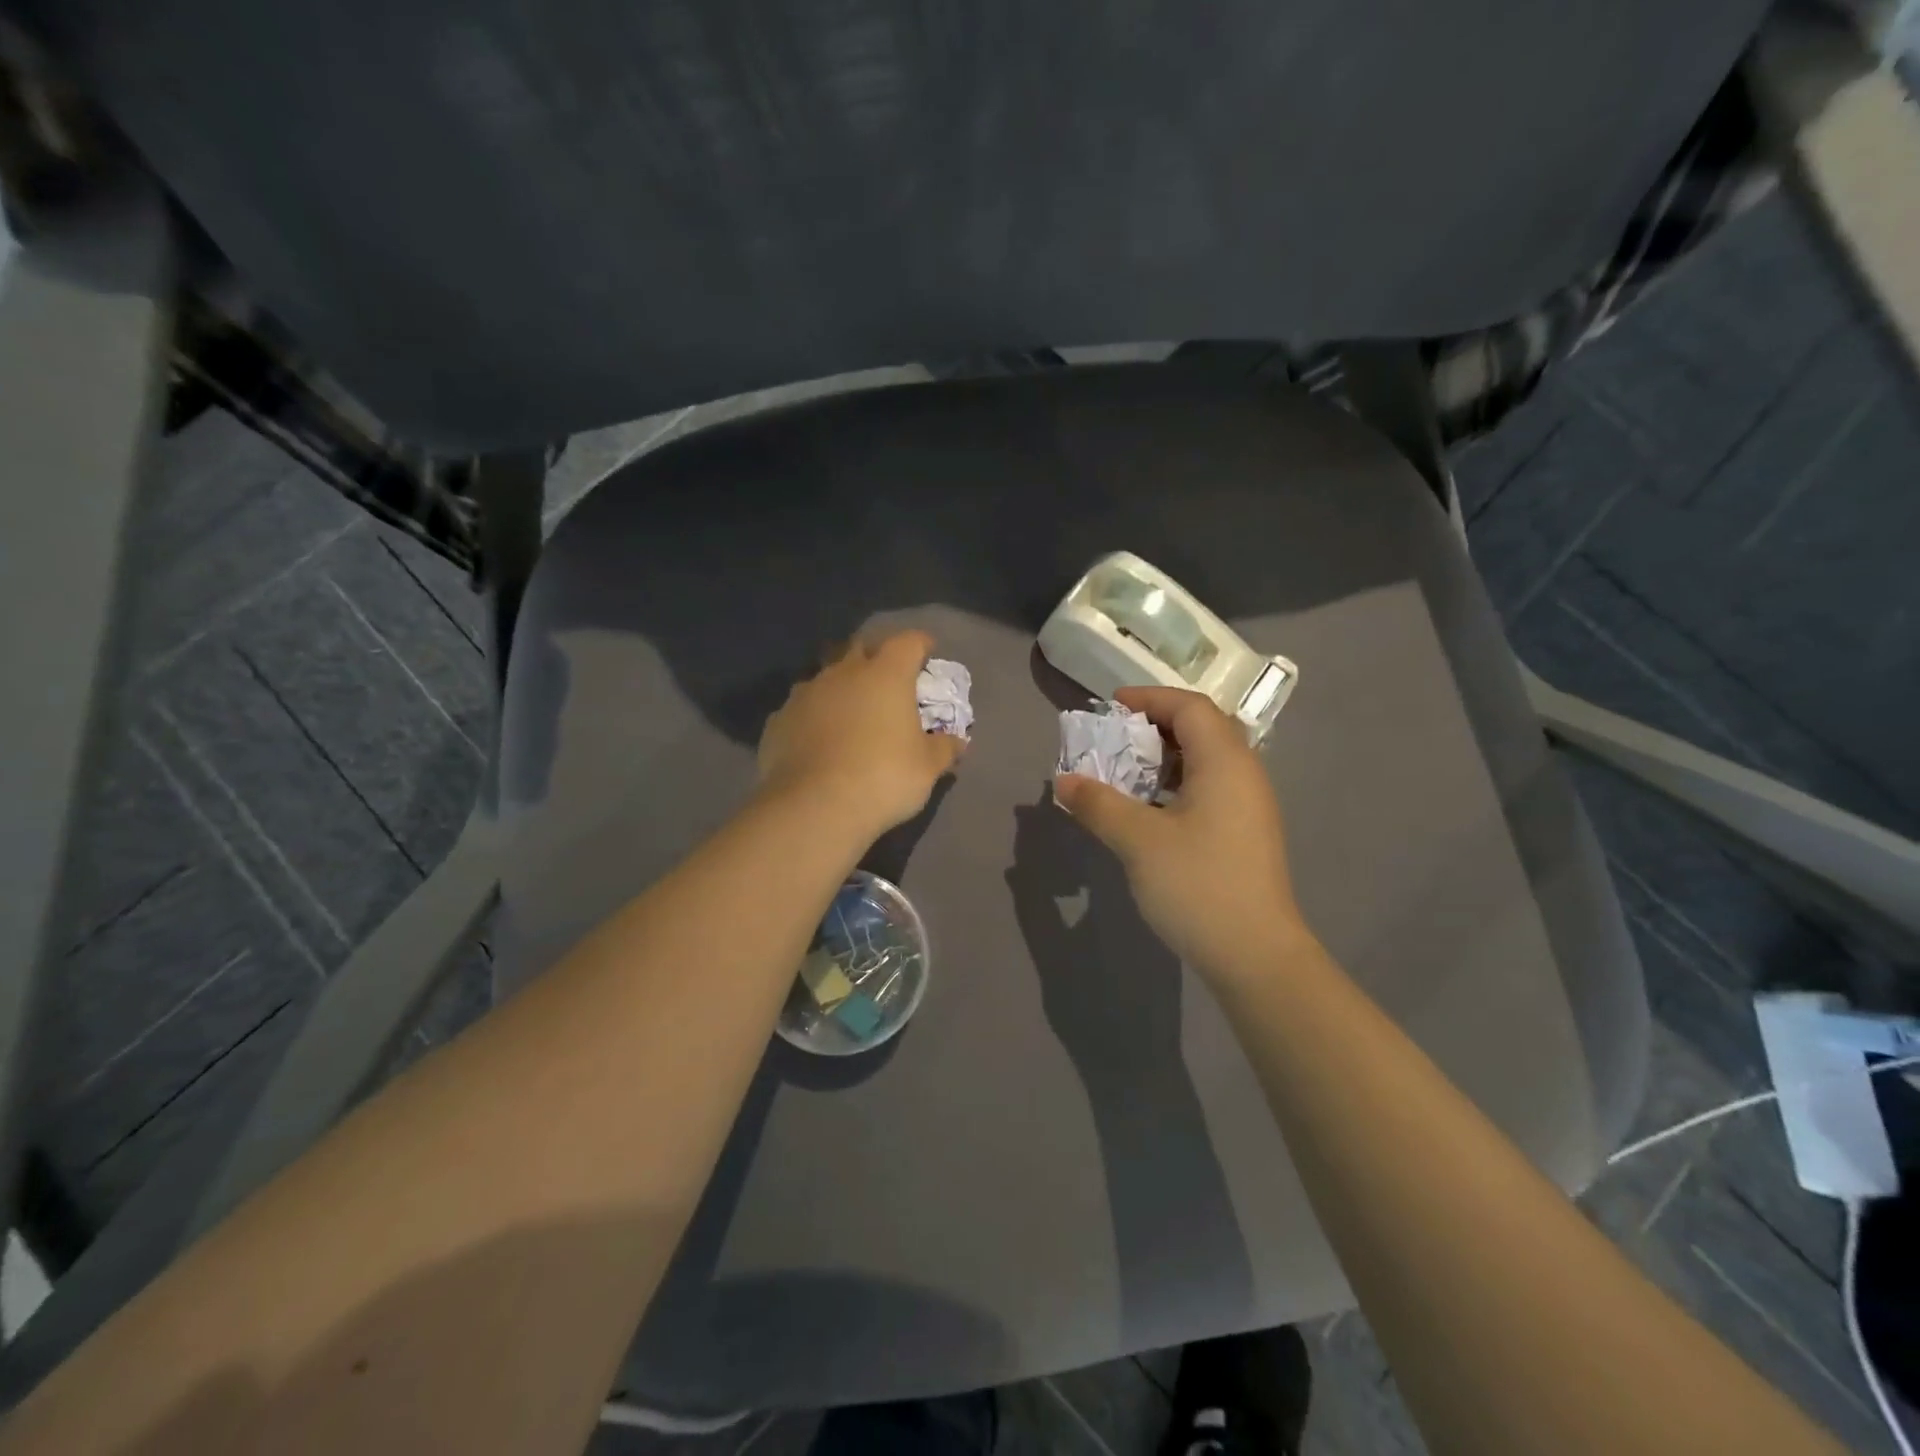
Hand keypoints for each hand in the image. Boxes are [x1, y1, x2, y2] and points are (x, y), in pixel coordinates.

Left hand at [757, 630, 963, 843]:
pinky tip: (818, 738)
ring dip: (840, 686)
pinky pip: (801, 708)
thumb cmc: (883, 778)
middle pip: (861, 648)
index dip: (920, 644)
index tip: (927, 652)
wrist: (814, 807)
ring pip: (826, 676)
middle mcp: (843, 672)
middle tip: (886, 677)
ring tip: (849, 709)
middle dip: (875, 656)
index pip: (907, 642)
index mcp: (885, 674)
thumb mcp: (927, 768)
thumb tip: (959, 741)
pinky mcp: (778, 720)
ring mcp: (805, 693)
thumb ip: (944, 748)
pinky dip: (814, 716)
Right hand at [1053, 687, 1308, 984]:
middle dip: (1154, 725)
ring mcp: (1248, 806)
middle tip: (1113, 739)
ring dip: (1163, 757)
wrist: (1255, 956)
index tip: (1110, 707)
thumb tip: (1064, 781)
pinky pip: (1208, 788)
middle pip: (1200, 728)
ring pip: (1204, 760)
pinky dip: (1175, 784)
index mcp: (1225, 763)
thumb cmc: (1198, 886)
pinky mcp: (1243, 832)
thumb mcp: (1138, 841)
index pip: (1190, 706)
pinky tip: (1148, 809)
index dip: (1149, 698)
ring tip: (1124, 771)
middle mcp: (1243, 774)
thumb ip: (1098, 804)